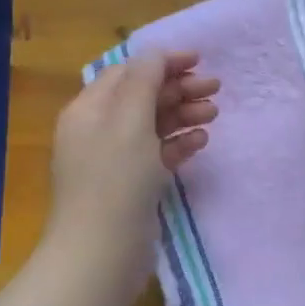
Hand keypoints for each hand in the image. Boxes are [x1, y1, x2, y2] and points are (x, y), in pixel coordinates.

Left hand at [43, 51, 217, 302]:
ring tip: (214, 114)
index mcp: (89, 110)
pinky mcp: (132, 186)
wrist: (101, 253)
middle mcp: (99, 131)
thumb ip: (145, 81)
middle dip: (178, 88)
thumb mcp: (129, 121)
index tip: (200, 60)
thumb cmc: (115, 180)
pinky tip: (200, 142)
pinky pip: (158, 155)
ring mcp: (115, 161)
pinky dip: (179, 144)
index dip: (162, 62)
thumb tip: (157, 52)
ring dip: (183, 115)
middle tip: (215, 88)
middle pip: (142, 97)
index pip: (127, 72)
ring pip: (153, 126)